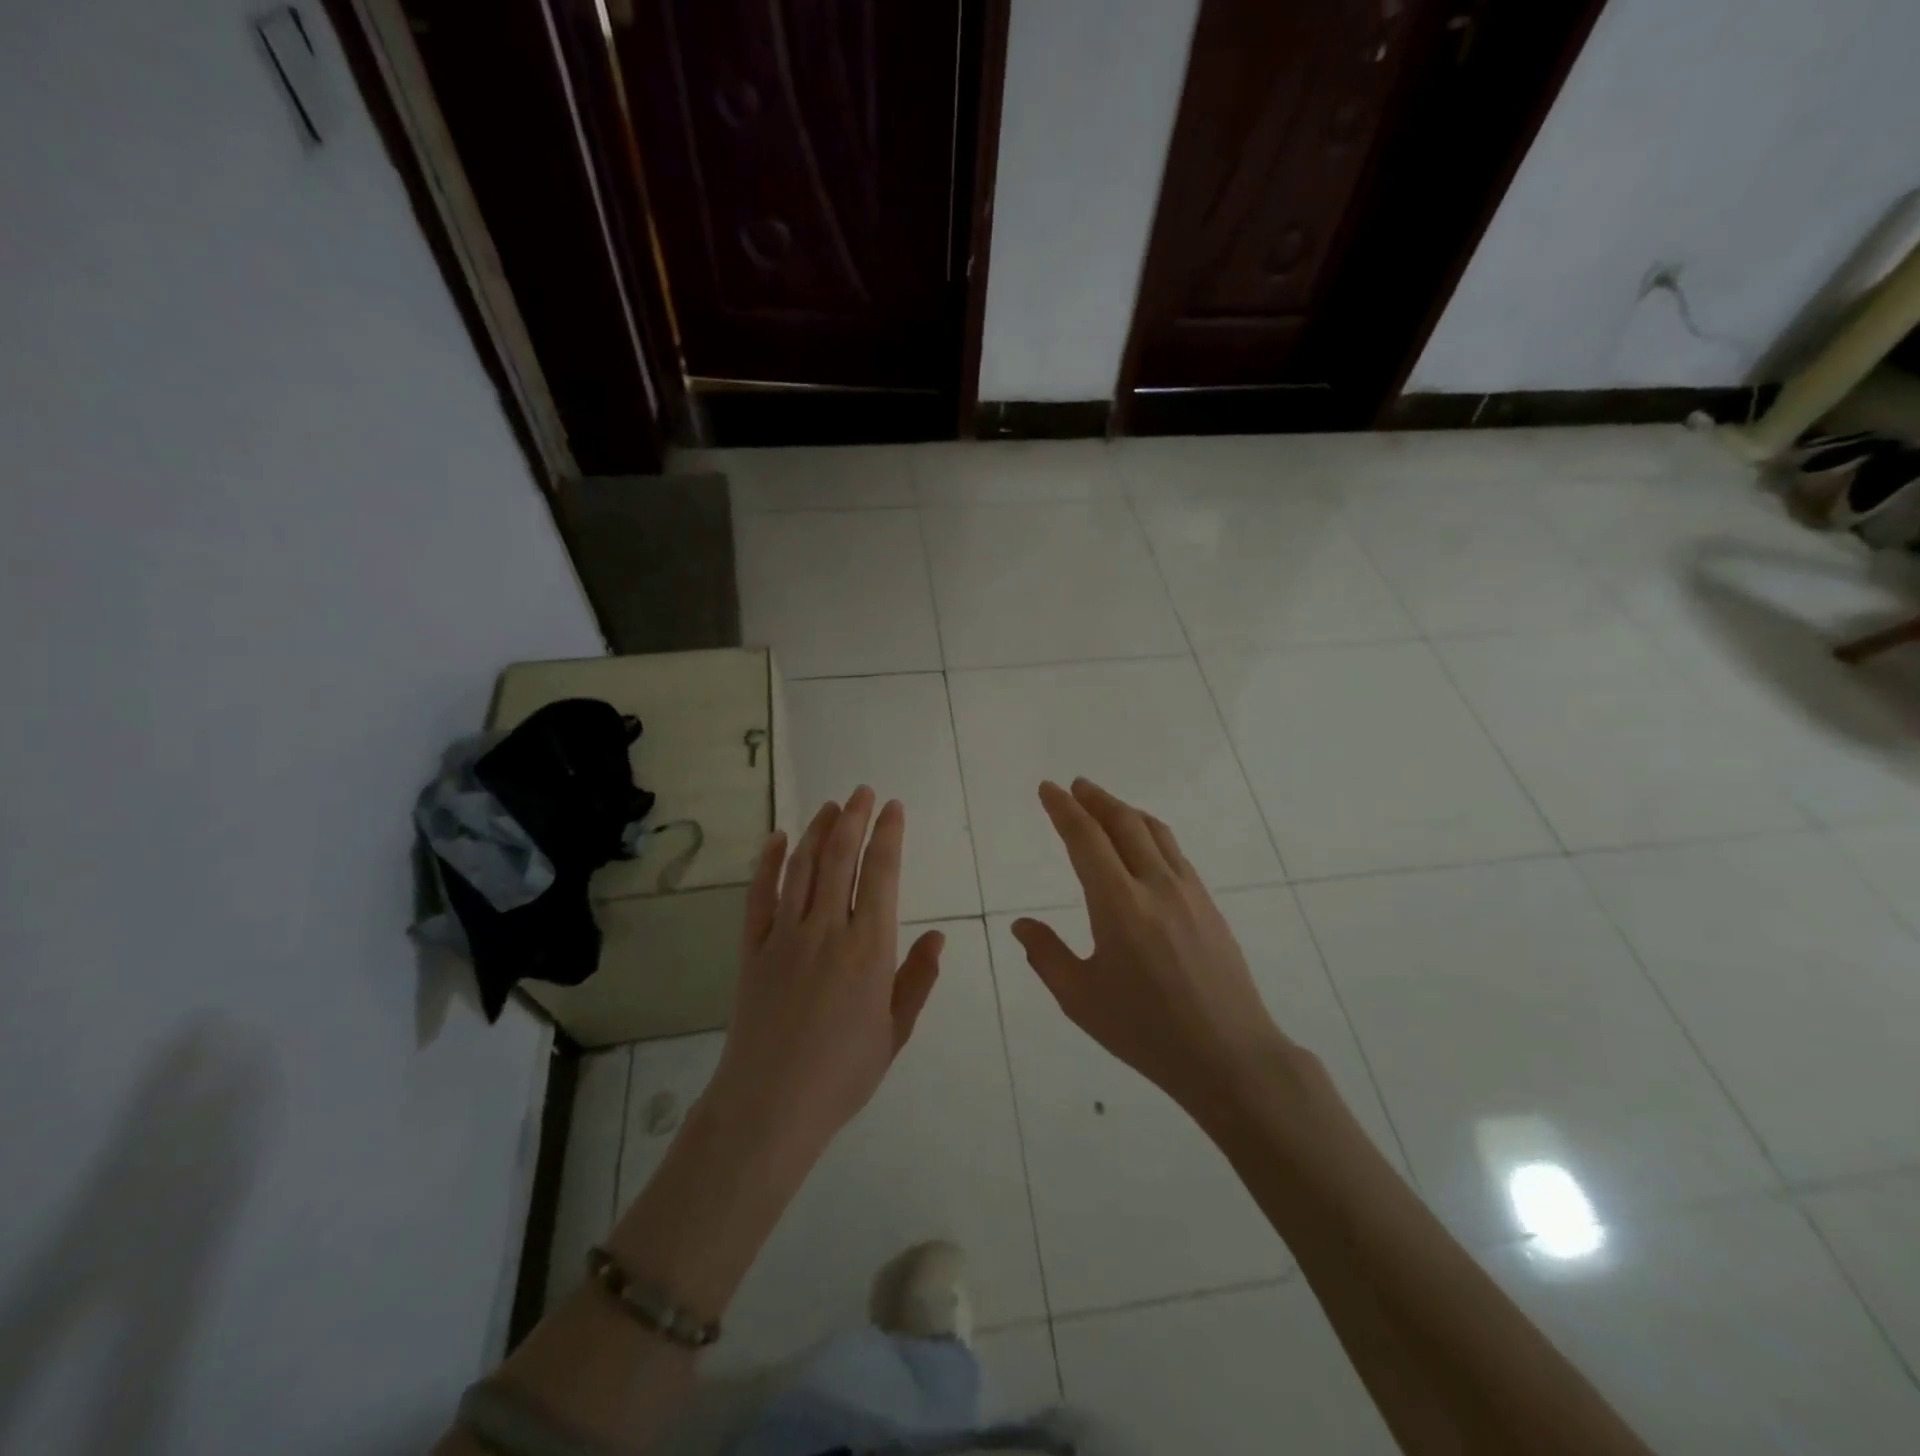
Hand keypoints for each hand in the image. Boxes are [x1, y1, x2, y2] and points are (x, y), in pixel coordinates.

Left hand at [706, 787, 944, 1168]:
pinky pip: (760, 895)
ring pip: (803, 868)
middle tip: (861, 792)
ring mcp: (786, 935)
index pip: (882, 875)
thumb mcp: (895, 1031)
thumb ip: (917, 980)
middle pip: (841, 858)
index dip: (889, 836)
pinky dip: (768, 862)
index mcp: (869, 948)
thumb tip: (938, 938)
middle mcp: (828, 929)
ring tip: (829, 805)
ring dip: (817, 831)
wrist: (770, 1105)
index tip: (894, 808)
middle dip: (853, 819)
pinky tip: (776, 838)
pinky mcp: (753, 948)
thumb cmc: (843, 1073)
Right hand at [1011, 779, 1294, 1113]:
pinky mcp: (1208, 903)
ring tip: (1104, 805)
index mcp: (1119, 905)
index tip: (1047, 789)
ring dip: (1125, 810)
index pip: (1085, 839)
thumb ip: (1046, 955)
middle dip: (1095, 799)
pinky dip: (1150, 831)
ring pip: (1154, 831)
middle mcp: (1155, 885)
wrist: (1229, 1055)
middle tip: (1075, 786)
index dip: (1063, 809)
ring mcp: (1187, 891)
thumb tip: (1021, 924)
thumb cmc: (1146, 1031)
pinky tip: (1143, 843)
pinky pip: (1174, 851)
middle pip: (1123, 823)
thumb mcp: (1081, 999)